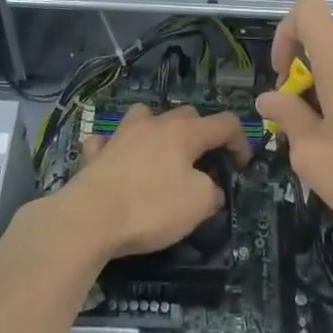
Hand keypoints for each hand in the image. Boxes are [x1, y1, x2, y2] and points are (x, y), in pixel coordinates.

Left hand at [52, 103, 251, 259]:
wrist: (90, 217)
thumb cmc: (151, 207)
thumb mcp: (198, 205)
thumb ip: (212, 191)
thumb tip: (211, 187)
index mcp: (184, 132)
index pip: (224, 123)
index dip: (241, 141)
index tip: (243, 166)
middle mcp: (154, 123)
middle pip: (187, 115)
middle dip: (202, 134)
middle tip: (205, 164)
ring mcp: (122, 134)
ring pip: (146, 117)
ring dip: (158, 130)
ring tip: (162, 154)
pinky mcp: (97, 152)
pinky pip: (110, 141)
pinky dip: (117, 147)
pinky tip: (118, 161)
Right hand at [254, 0, 332, 255]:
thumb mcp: (311, 154)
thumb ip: (287, 116)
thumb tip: (268, 99)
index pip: (308, 9)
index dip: (286, 33)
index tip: (285, 76)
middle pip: (326, 32)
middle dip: (304, 62)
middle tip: (300, 109)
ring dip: (327, 75)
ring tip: (327, 125)